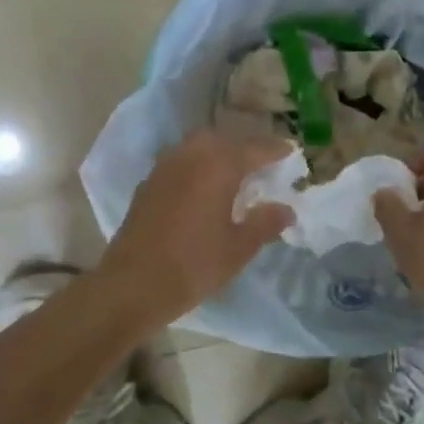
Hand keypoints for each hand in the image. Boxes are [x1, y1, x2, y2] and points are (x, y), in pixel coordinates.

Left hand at [96, 130, 295, 326]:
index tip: (291, 151)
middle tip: (262, 163)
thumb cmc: (194, 265)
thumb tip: (286, 209)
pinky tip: (203, 187)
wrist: (132, 284)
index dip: (275, 150)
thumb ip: (265, 223)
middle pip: (224, 139)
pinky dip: (198, 165)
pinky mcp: (149, 182)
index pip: (255, 148)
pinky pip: (181, 161)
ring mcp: (165, 166)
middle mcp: (191, 155)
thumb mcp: (239, 248)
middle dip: (245, 147)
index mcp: (219, 165)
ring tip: (235, 173)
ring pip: (199, 146)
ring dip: (219, 153)